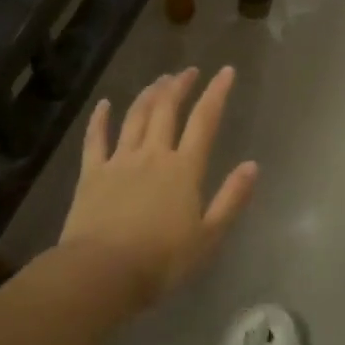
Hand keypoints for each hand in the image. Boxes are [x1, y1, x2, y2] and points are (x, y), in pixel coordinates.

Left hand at [57, 66, 257, 307]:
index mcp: (184, 169)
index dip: (216, 93)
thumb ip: (231, 199)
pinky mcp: (91, 173)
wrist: (102, 273)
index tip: (226, 71)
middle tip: (189, 71)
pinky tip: (105, 104)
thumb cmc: (161, 261)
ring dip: (149, 95)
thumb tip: (252, 165)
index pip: (204, 121)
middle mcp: (153, 154)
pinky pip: (96, 138)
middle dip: (180, 86)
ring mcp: (119, 160)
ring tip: (159, 80)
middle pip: (167, 109)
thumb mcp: (208, 237)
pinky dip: (100, 118)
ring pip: (135, 117)